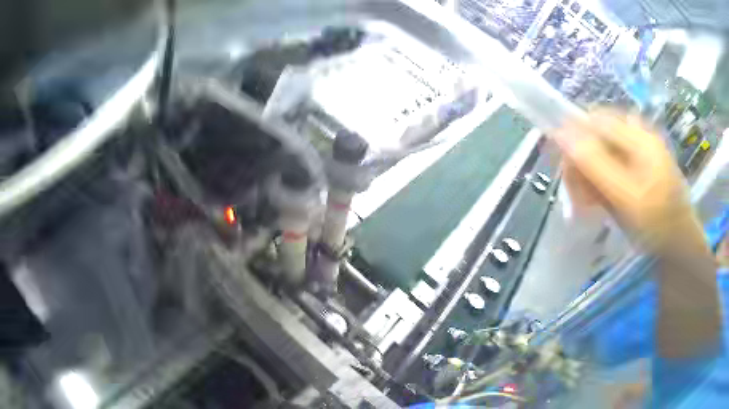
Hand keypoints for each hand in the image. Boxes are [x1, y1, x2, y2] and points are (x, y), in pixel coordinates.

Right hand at [554, 110, 700, 253]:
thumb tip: (560, 133)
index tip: (564, 172)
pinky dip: (601, 184)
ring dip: (590, 178)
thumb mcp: (626, 196)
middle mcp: (637, 135)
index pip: (593, 121)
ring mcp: (639, 152)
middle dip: (582, 165)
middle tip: (578, 198)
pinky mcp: (639, 167)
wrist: (680, 246)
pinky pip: (611, 167)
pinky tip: (600, 203)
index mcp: (638, 135)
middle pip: (597, 137)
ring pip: (601, 154)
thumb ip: (595, 163)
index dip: (573, 140)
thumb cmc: (658, 223)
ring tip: (588, 205)